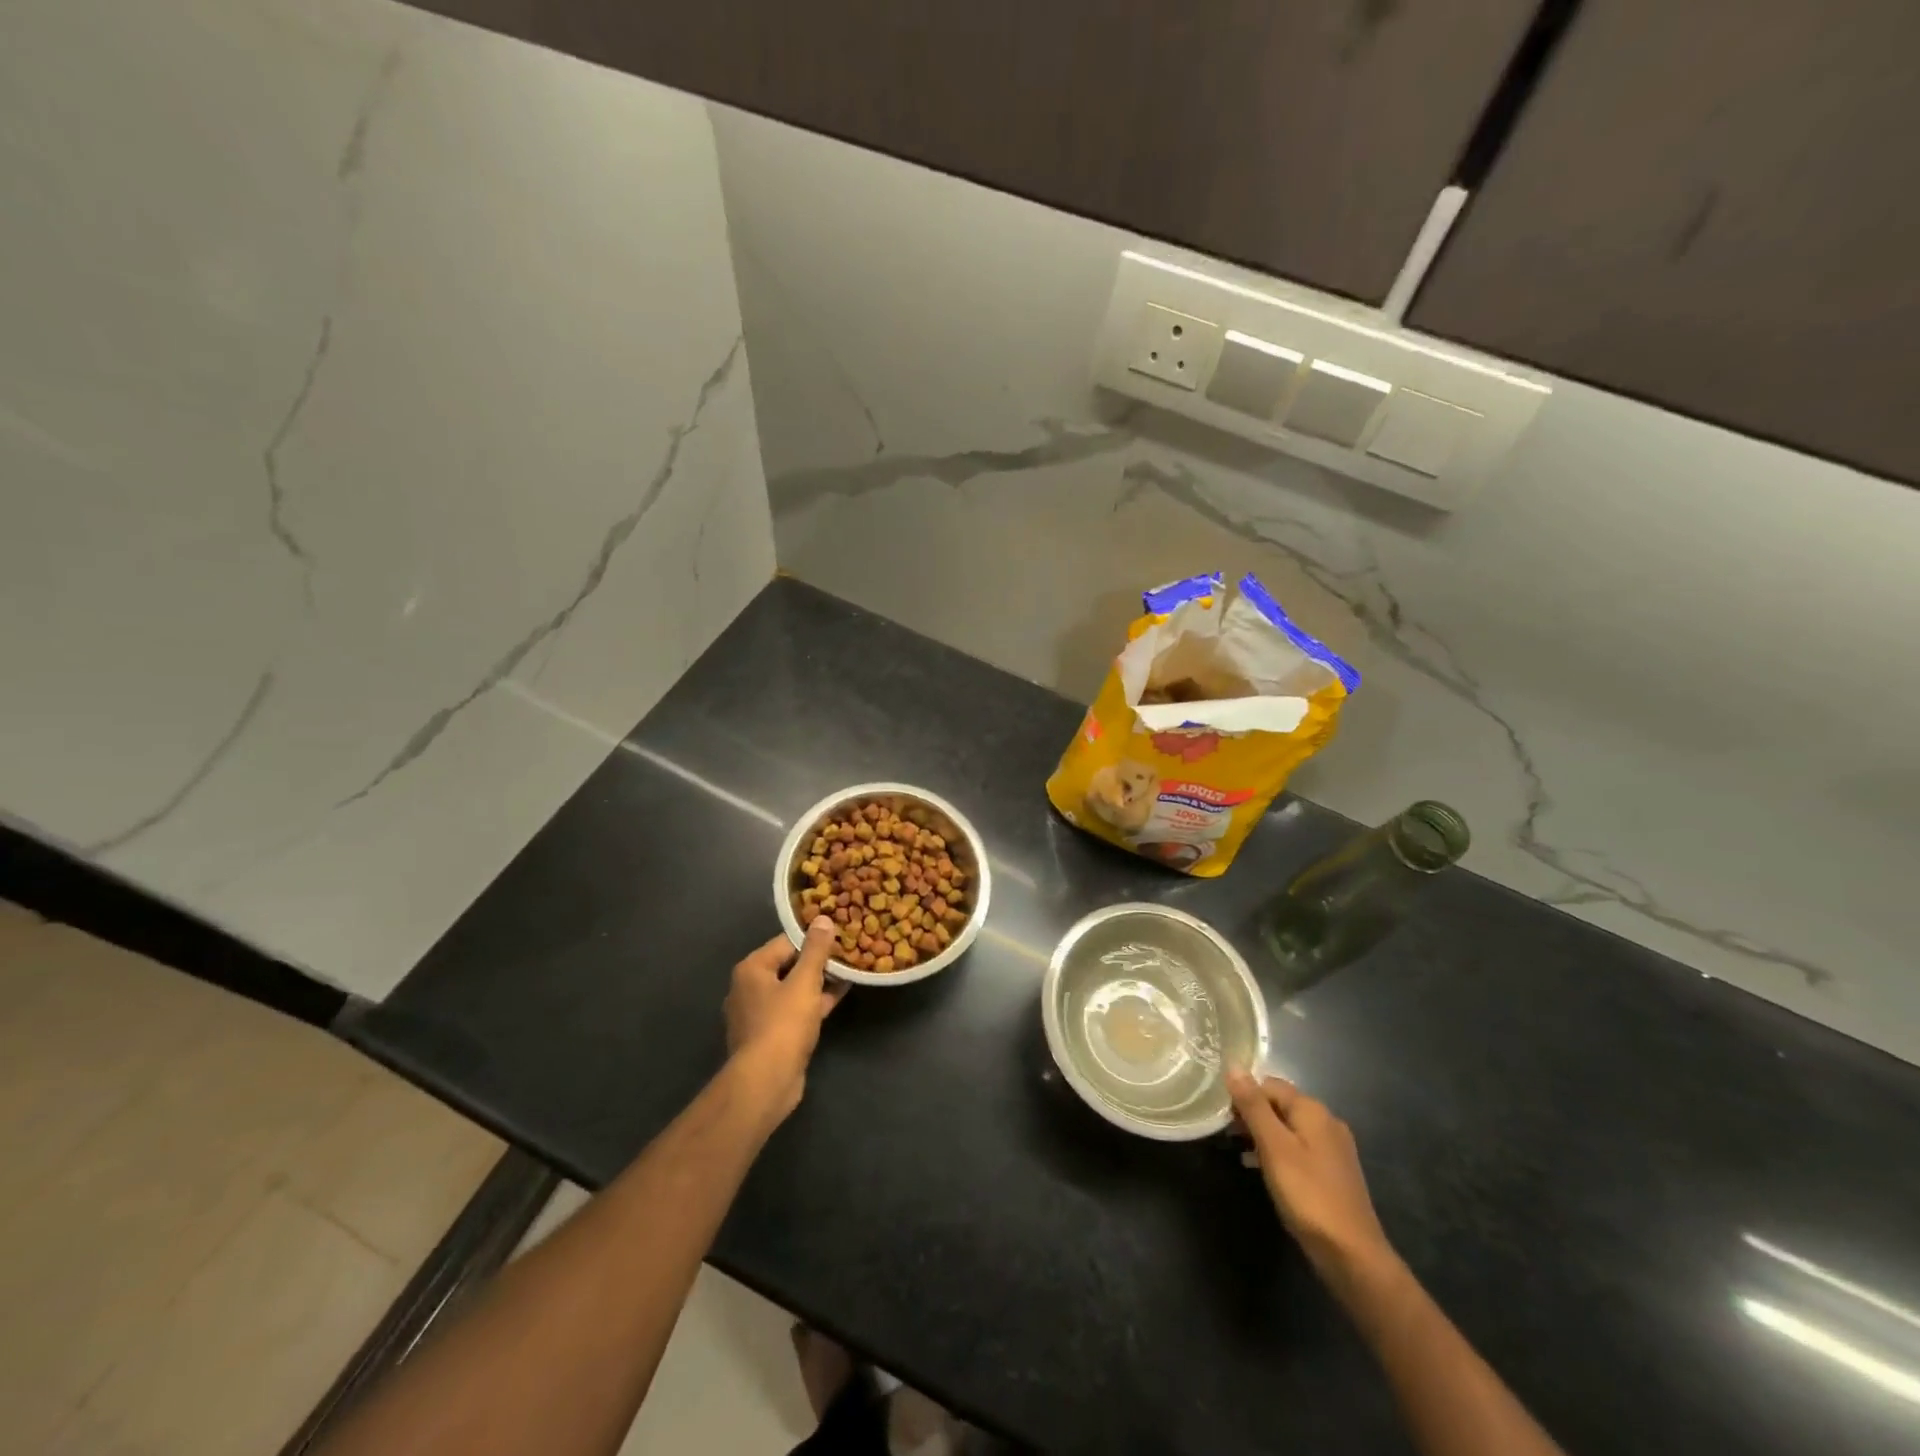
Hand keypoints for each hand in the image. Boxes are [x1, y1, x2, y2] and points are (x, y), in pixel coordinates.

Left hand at [724, 917, 846, 1121]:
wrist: (766, 1081)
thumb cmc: (783, 1024)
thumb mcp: (805, 982)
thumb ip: (815, 950)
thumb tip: (822, 919)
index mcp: (752, 969)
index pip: (786, 941)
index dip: (814, 938)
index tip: (839, 935)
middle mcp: (749, 988)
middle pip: (789, 964)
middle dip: (818, 961)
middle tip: (848, 951)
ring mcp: (759, 1014)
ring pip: (793, 989)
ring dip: (819, 982)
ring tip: (849, 970)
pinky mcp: (770, 1035)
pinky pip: (795, 1009)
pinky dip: (814, 1002)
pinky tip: (840, 995)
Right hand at [1228, 1071, 1394, 1283]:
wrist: (1352, 1254)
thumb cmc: (1308, 1194)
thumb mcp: (1273, 1146)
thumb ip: (1253, 1105)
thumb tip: (1233, 1066)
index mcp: (1313, 1110)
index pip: (1269, 1085)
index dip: (1243, 1096)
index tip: (1224, 1117)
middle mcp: (1327, 1122)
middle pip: (1280, 1104)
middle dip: (1253, 1115)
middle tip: (1230, 1135)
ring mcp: (1333, 1148)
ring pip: (1289, 1128)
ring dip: (1263, 1135)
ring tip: (1241, 1152)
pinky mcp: (1333, 1172)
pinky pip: (1299, 1149)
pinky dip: (1279, 1153)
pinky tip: (1263, 1170)